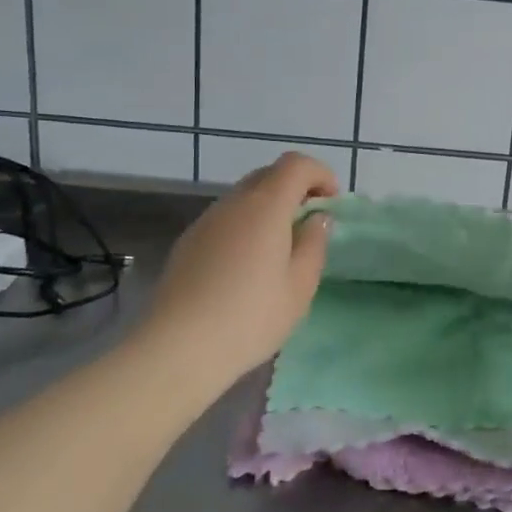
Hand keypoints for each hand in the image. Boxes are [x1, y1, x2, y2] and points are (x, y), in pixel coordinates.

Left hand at [142, 153, 339, 386]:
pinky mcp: (188, 242)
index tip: (332, 202)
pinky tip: (248, 266)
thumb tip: (316, 219)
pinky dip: (246, 226)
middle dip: (295, 188)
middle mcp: (233, 203)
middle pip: (268, 175)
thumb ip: (314, 244)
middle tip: (310, 222)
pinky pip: (226, 219)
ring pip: (244, 197)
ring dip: (269, 208)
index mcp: (265, 205)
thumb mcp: (300, 286)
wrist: (178, 347)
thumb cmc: (251, 316)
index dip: (320, 174)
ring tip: (281, 247)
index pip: (296, 164)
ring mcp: (206, 221)